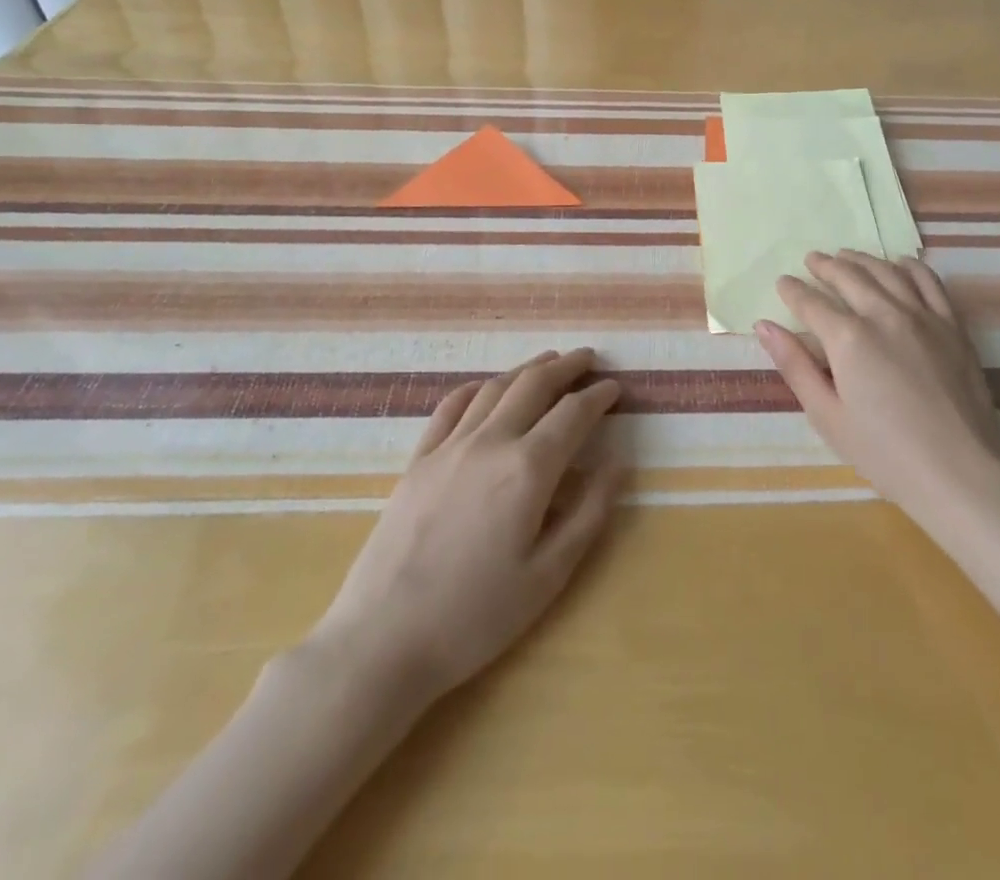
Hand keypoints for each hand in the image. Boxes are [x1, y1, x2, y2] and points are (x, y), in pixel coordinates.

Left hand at [307, 349, 623, 701]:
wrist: (382, 641)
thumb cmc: (476, 616)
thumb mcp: (549, 575)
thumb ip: (589, 513)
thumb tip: (617, 464)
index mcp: (528, 469)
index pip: (573, 414)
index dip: (598, 397)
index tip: (615, 388)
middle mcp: (491, 443)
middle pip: (534, 386)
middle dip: (566, 367)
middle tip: (588, 358)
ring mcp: (449, 447)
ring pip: (494, 388)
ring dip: (526, 369)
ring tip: (548, 362)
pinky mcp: (418, 461)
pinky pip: (450, 407)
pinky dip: (476, 388)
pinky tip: (486, 387)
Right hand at [757, 251, 999, 526]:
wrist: (960, 473)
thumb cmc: (885, 453)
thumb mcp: (827, 416)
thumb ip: (794, 366)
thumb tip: (764, 327)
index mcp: (848, 338)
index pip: (811, 302)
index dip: (793, 291)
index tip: (783, 282)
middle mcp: (884, 314)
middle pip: (848, 277)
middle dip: (825, 266)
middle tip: (811, 260)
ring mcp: (923, 316)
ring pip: (886, 272)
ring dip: (861, 259)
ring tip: (846, 255)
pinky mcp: (952, 326)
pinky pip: (929, 282)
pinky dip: (910, 266)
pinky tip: (899, 263)